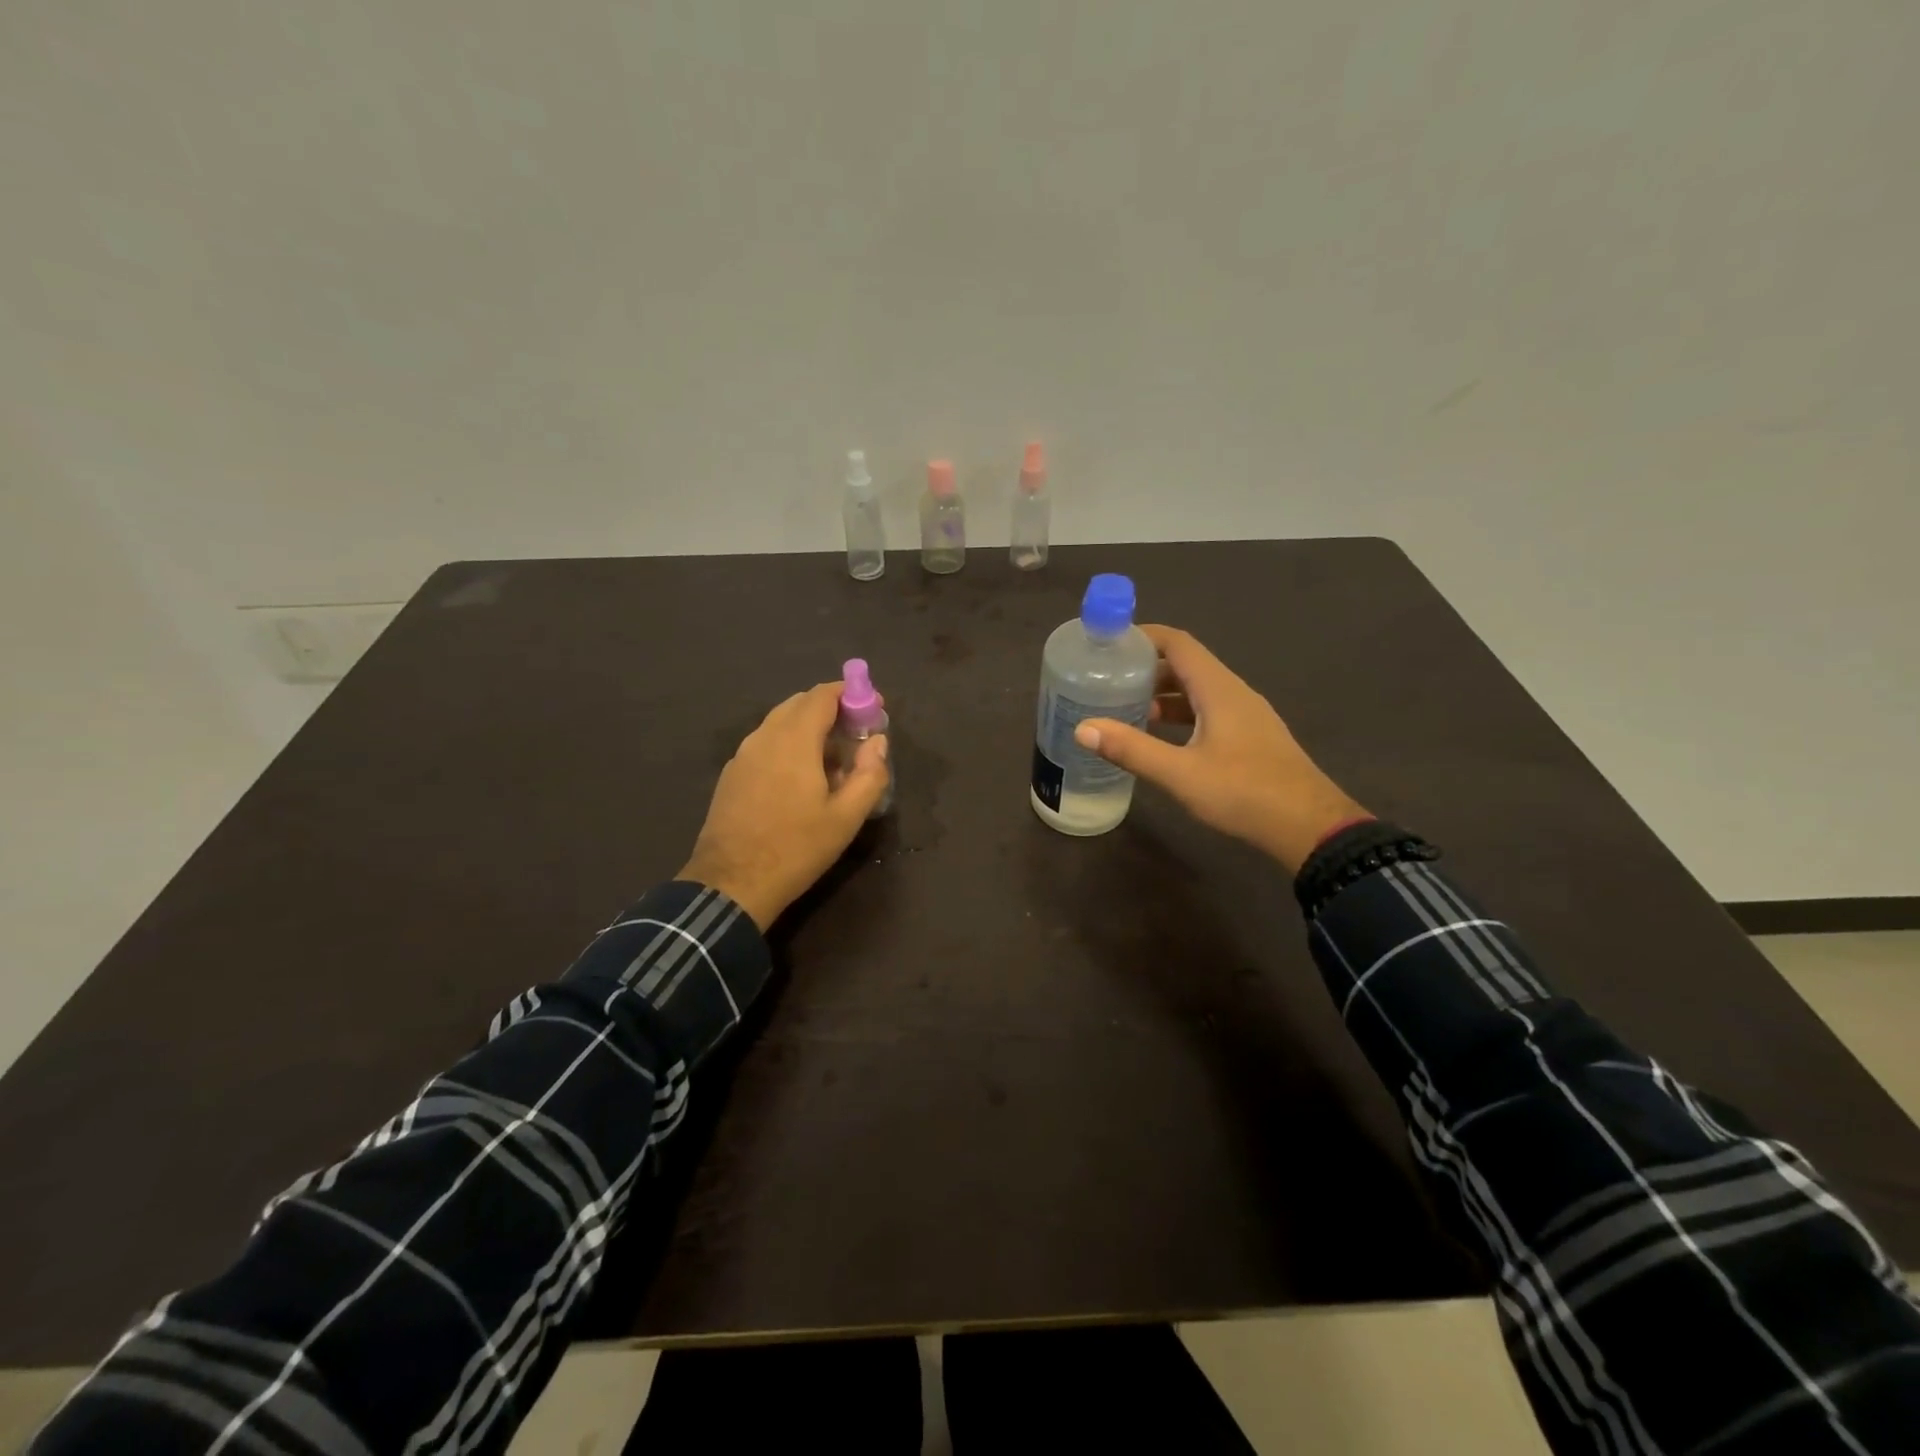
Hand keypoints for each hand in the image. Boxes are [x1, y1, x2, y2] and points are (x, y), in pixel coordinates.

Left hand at [679, 683, 889, 928]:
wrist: (732, 884)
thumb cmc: (796, 849)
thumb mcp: (846, 818)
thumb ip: (870, 774)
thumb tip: (878, 742)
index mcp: (794, 740)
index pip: (822, 695)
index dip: (850, 694)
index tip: (873, 706)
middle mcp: (764, 737)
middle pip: (800, 704)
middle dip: (831, 709)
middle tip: (857, 733)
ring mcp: (743, 755)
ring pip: (780, 723)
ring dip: (809, 727)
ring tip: (833, 758)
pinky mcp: (732, 774)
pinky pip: (765, 743)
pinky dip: (789, 743)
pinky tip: (800, 777)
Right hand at [1074, 625, 1368, 872]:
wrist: (1310, 827)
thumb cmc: (1245, 792)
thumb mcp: (1181, 773)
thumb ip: (1132, 750)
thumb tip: (1083, 728)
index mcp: (1219, 689)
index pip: (1179, 643)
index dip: (1144, 636)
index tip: (1109, 643)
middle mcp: (1234, 694)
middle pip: (1187, 665)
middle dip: (1147, 667)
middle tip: (1107, 679)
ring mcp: (1246, 716)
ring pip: (1198, 691)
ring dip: (1163, 694)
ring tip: (1125, 708)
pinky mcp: (1251, 739)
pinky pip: (1208, 712)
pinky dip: (1180, 715)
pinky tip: (1160, 739)